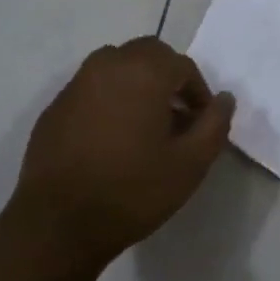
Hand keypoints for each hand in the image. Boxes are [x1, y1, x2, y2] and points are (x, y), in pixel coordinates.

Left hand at [12, 36, 235, 276]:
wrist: (56, 227)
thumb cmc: (131, 191)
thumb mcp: (190, 164)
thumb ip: (215, 124)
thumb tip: (224, 99)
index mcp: (144, 71)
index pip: (183, 66)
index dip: (198, 92)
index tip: (200, 124)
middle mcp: (109, 65)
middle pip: (148, 54)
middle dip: (167, 77)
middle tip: (175, 116)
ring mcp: (77, 84)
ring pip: (117, 65)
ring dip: (136, 82)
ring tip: (142, 123)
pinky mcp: (55, 108)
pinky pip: (91, 88)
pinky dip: (108, 99)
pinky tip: (109, 137)